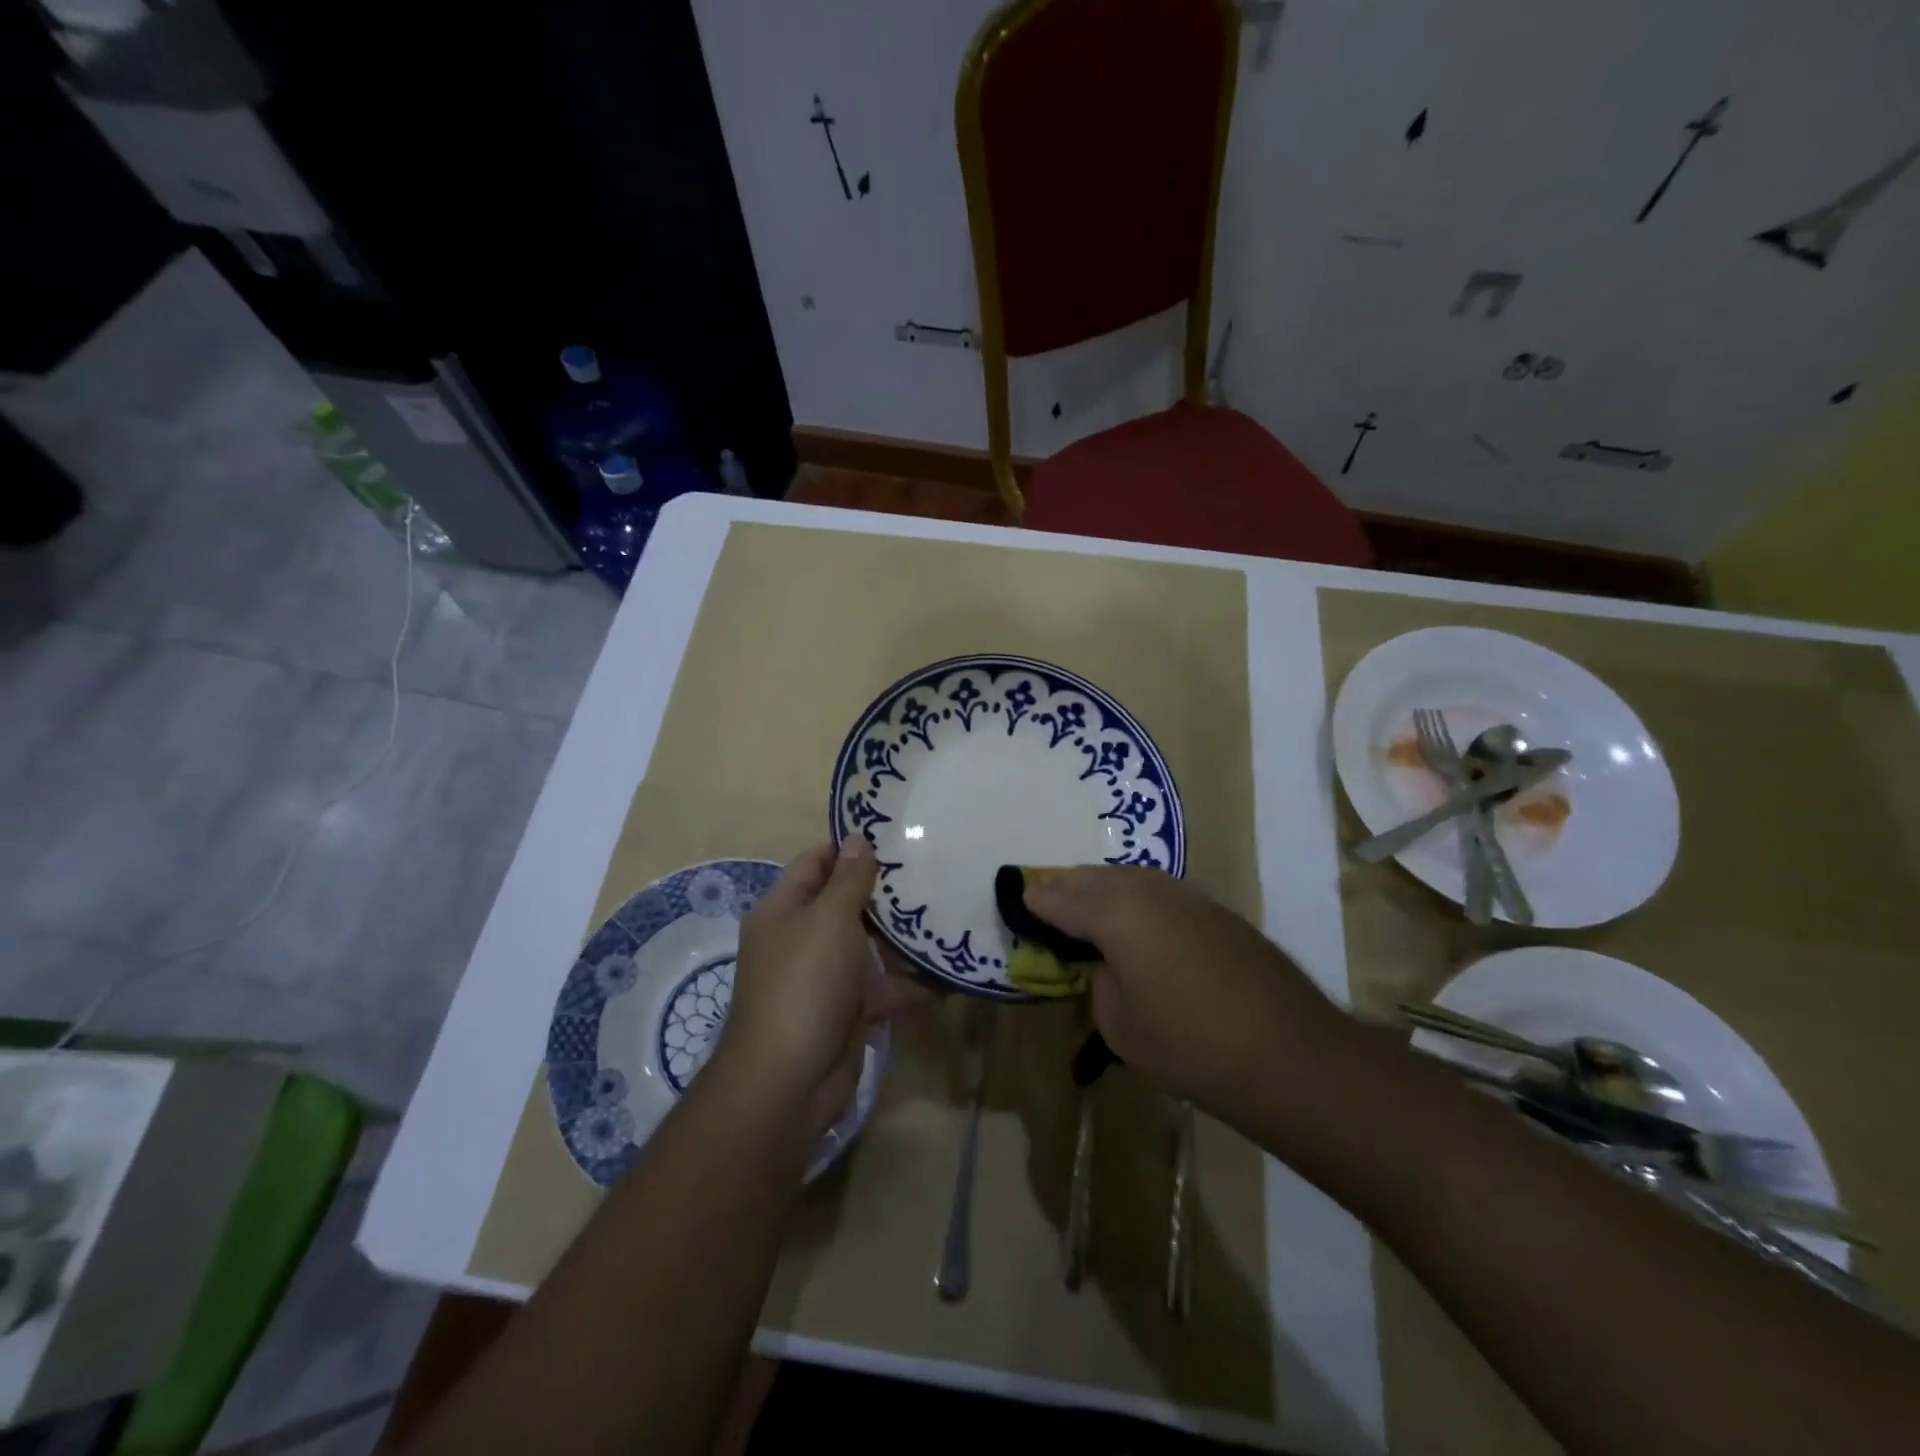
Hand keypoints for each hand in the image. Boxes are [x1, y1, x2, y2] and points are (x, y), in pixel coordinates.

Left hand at [715, 839, 919, 1137]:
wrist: (788, 1082)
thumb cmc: (805, 984)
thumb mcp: (828, 920)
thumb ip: (848, 879)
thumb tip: (857, 839)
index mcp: (783, 910)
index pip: (816, 863)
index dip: (850, 850)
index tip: (896, 839)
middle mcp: (799, 939)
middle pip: (844, 904)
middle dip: (885, 894)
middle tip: (933, 873)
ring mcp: (823, 978)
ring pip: (867, 947)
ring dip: (902, 939)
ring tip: (948, 916)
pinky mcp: (846, 1012)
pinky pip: (881, 988)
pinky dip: (910, 985)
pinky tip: (948, 976)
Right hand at [1021, 867, 1357, 1121]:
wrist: (1288, 1053)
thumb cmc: (1190, 1046)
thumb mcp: (1120, 1025)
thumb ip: (1101, 982)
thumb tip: (1108, 963)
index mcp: (1116, 914)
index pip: (1062, 899)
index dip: (1036, 899)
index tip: (1017, 897)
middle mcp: (1148, 891)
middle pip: (1094, 877)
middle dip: (1065, 884)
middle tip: (1043, 893)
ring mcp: (1187, 896)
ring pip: (1129, 876)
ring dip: (1100, 884)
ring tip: (1083, 899)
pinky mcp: (1214, 910)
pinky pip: (1157, 888)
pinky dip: (1133, 894)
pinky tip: (1133, 913)